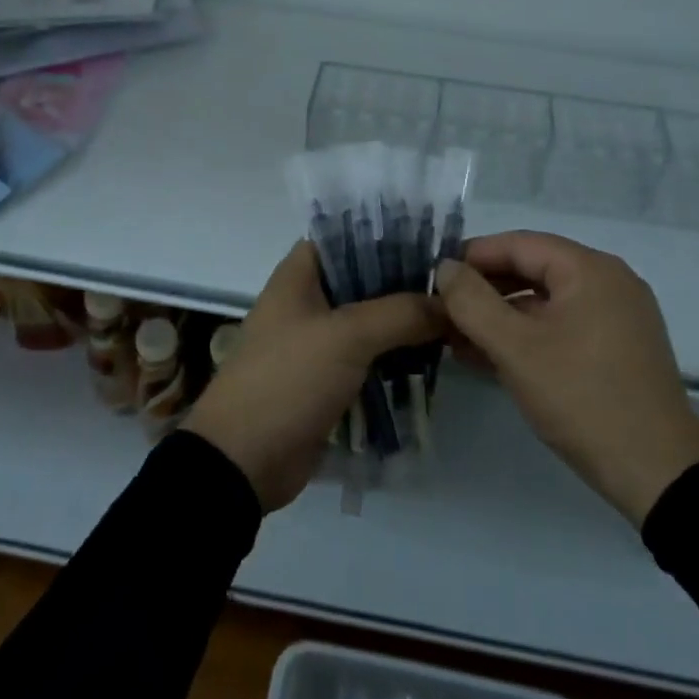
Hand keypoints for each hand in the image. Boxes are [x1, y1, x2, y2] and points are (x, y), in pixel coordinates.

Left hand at [185, 241, 441, 511]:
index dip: (385, 236)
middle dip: (405, 285)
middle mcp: (306, 302)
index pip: (345, 237)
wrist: (242, 462)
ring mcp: (316, 344)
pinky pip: (367, 361)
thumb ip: (400, 313)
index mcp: (298, 277)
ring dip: (404, 326)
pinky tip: (432, 361)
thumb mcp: (347, 336)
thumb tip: (449, 305)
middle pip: (363, 281)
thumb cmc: (288, 380)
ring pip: (369, 323)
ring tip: (454, 323)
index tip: (431, 244)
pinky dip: (394, 360)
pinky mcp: (326, 382)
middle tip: (455, 288)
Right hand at [436, 230, 698, 526]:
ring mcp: (617, 317)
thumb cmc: (582, 398)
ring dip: (501, 317)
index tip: (434, 277)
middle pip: (533, 270)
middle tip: (441, 310)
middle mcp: (608, 282)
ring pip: (546, 303)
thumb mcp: (516, 349)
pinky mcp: (618, 349)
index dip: (473, 256)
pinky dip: (527, 336)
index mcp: (589, 269)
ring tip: (456, 338)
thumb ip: (472, 302)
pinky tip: (490, 357)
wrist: (658, 473)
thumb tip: (445, 268)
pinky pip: (563, 327)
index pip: (519, 244)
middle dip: (484, 290)